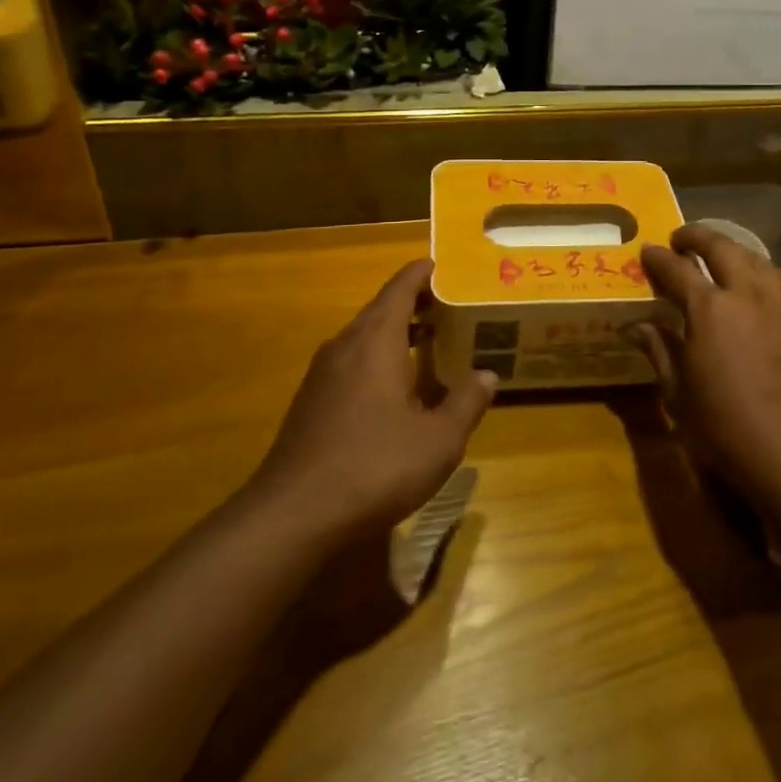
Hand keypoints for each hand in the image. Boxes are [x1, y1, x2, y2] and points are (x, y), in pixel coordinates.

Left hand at [249, 259, 495, 543]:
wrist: (292, 515)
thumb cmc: (374, 466)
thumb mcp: (438, 440)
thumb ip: (466, 403)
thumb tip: (488, 375)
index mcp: (376, 340)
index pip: (400, 288)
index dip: (423, 273)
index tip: (445, 266)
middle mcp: (346, 346)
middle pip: (382, 309)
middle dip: (416, 304)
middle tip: (452, 307)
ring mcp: (322, 374)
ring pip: (365, 338)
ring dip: (397, 334)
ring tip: (432, 342)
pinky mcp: (311, 402)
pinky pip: (352, 363)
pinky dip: (379, 359)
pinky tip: (397, 390)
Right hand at [633, 225, 780, 507]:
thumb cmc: (723, 427)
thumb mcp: (677, 392)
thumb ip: (658, 349)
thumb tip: (634, 326)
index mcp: (708, 310)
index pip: (676, 269)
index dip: (658, 258)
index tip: (647, 251)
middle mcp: (745, 294)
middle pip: (721, 247)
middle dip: (697, 236)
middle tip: (681, 240)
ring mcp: (780, 304)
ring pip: (755, 258)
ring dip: (731, 249)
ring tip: (718, 254)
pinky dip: (767, 272)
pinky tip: (761, 279)